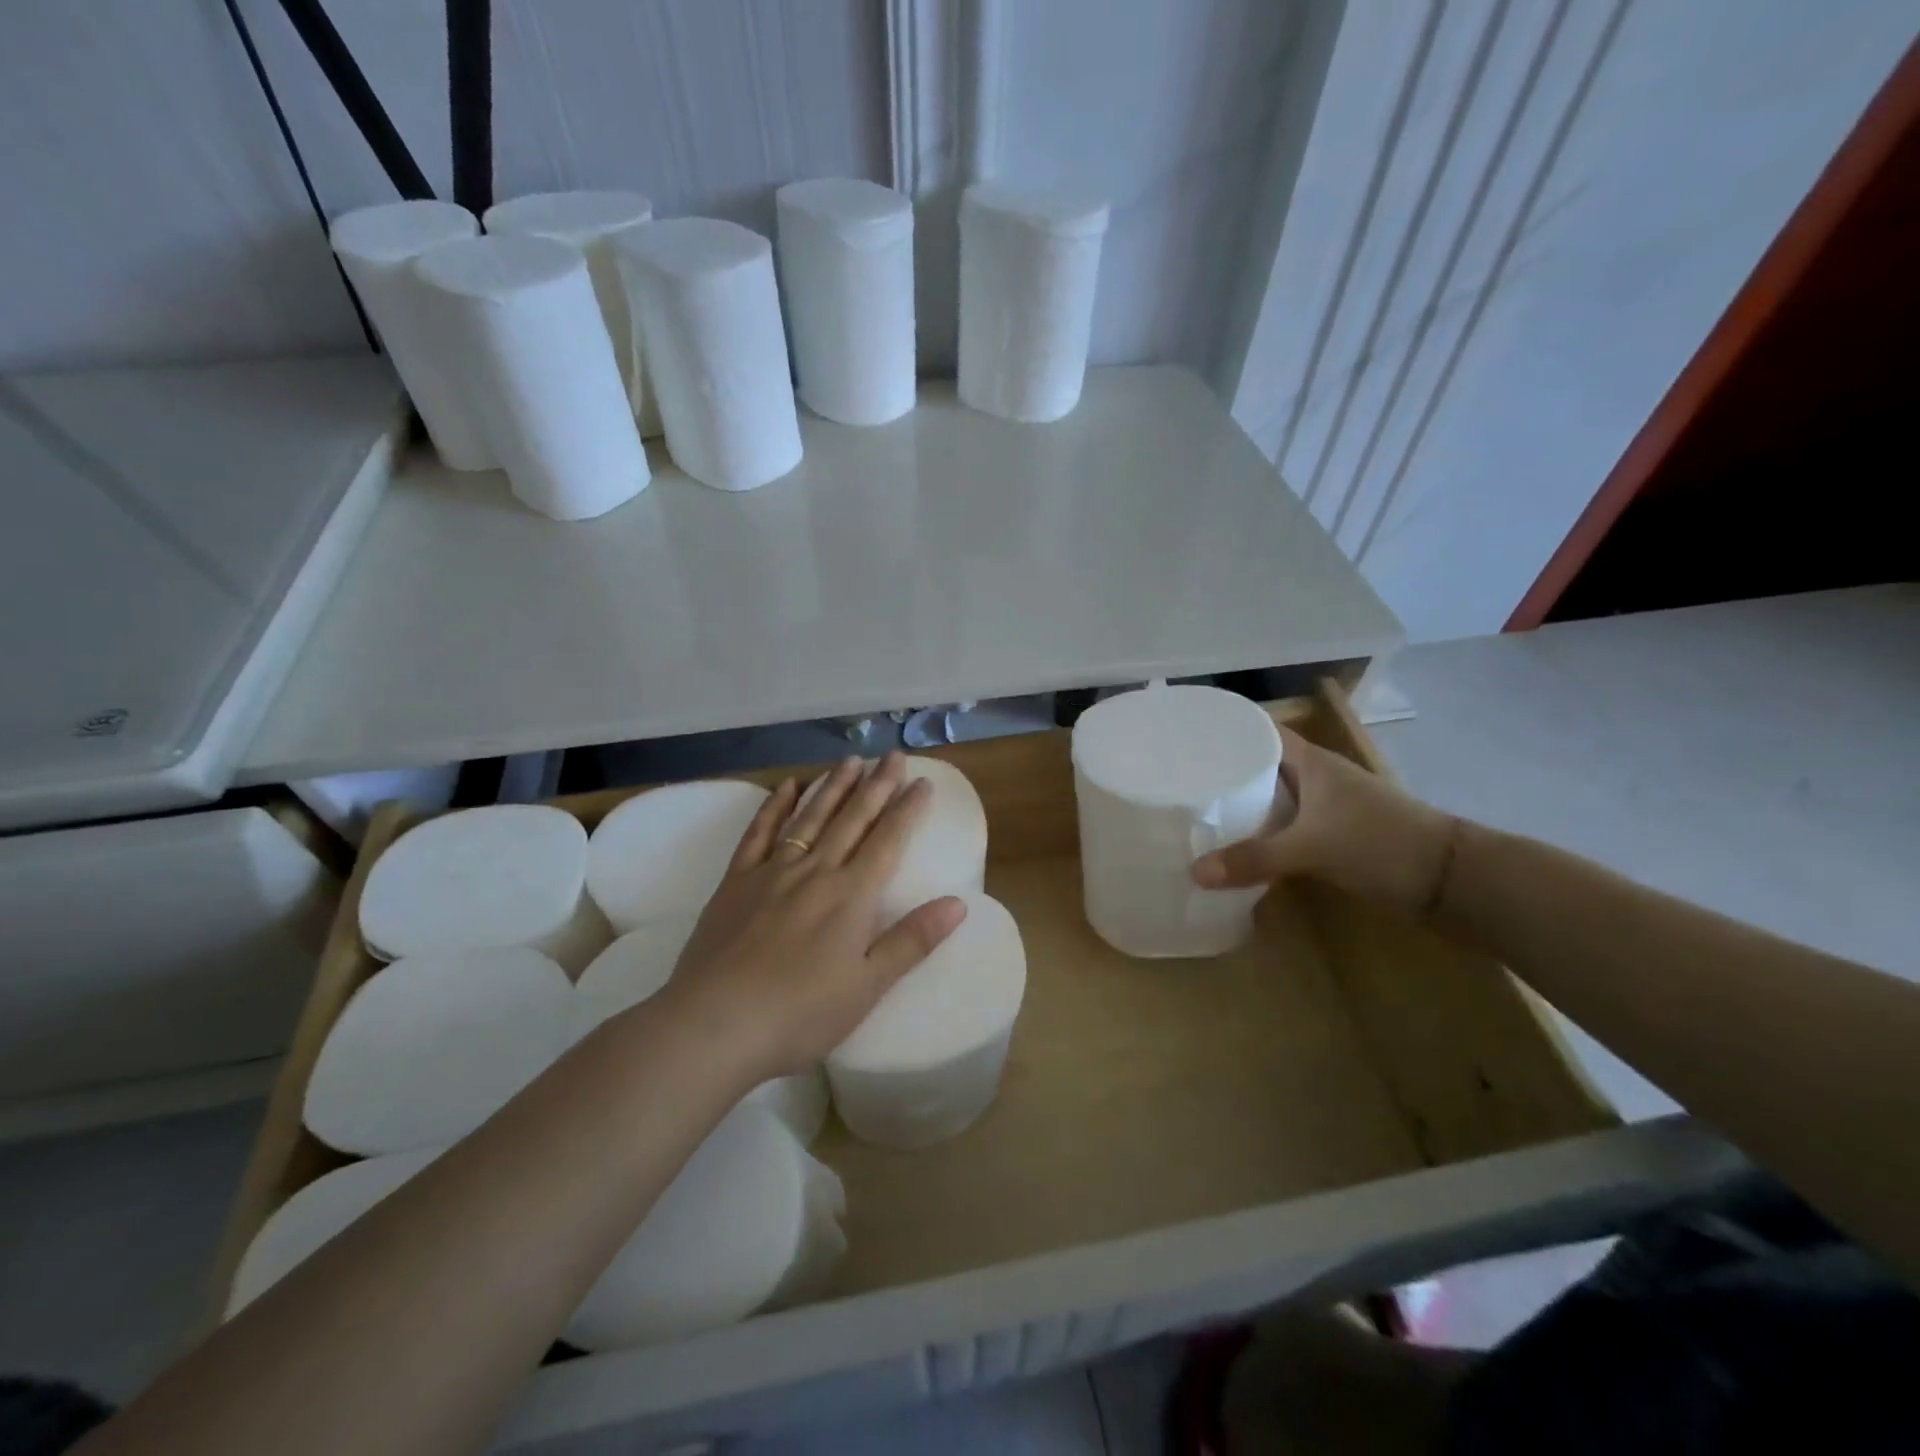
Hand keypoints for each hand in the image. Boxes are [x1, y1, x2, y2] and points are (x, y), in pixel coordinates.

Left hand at [654, 753, 967, 1080]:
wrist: (716, 1023)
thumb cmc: (801, 1013)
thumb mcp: (868, 986)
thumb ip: (912, 940)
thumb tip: (958, 903)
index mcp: (851, 895)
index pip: (888, 840)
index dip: (907, 810)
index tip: (922, 782)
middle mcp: (816, 871)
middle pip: (853, 819)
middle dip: (876, 785)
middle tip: (892, 755)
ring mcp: (772, 872)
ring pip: (811, 817)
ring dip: (833, 787)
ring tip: (850, 761)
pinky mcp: (736, 882)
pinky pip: (759, 833)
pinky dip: (774, 806)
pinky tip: (788, 786)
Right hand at [1191, 725, 1455, 915]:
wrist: (1449, 878)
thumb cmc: (1380, 842)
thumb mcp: (1312, 848)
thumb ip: (1254, 859)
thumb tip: (1194, 872)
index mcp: (1311, 761)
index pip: (1258, 731)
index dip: (1225, 731)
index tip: (1185, 739)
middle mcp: (1315, 777)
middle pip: (1260, 765)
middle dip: (1223, 771)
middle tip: (1179, 781)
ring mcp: (1326, 806)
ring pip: (1272, 796)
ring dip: (1242, 804)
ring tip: (1198, 812)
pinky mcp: (1332, 834)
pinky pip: (1284, 824)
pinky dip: (1261, 831)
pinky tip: (1238, 845)